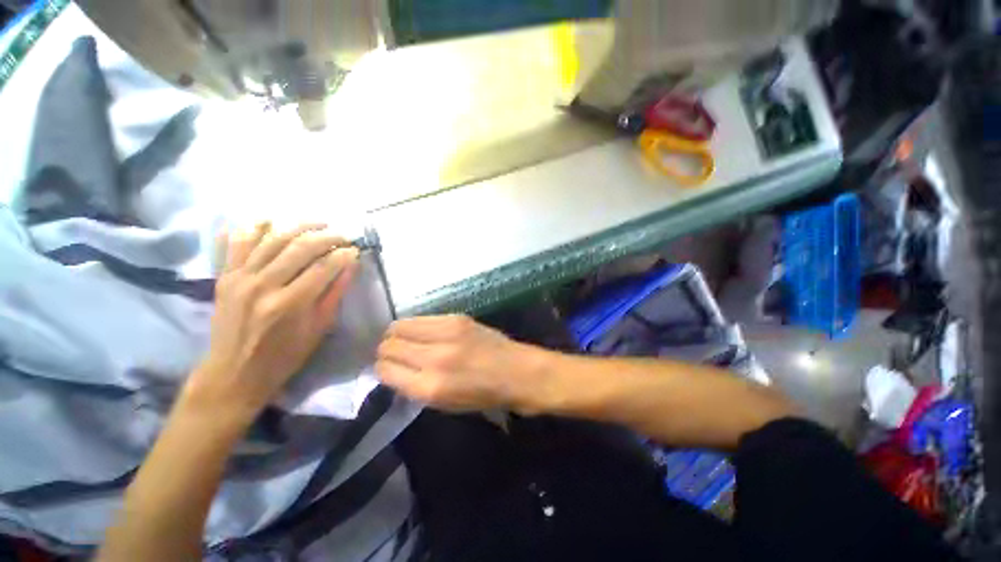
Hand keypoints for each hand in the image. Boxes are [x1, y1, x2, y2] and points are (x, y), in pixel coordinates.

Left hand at [181, 222, 359, 425]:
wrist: (233, 373)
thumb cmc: (284, 355)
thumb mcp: (319, 328)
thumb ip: (334, 293)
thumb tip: (351, 265)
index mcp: (289, 304)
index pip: (323, 267)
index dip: (343, 254)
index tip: (355, 250)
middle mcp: (262, 285)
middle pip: (299, 247)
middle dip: (326, 236)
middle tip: (342, 235)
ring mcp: (239, 278)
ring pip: (271, 239)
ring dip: (298, 226)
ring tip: (318, 223)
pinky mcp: (224, 277)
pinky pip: (236, 243)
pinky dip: (252, 227)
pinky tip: (269, 220)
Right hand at [375, 315, 551, 413]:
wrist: (516, 372)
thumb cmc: (483, 396)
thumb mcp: (445, 404)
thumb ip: (415, 387)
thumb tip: (393, 370)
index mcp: (430, 386)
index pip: (385, 370)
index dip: (381, 369)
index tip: (386, 369)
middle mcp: (434, 357)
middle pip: (388, 345)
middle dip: (385, 350)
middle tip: (393, 353)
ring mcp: (446, 333)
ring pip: (400, 326)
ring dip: (396, 334)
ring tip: (404, 340)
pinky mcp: (456, 317)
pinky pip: (421, 317)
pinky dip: (415, 325)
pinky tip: (423, 331)